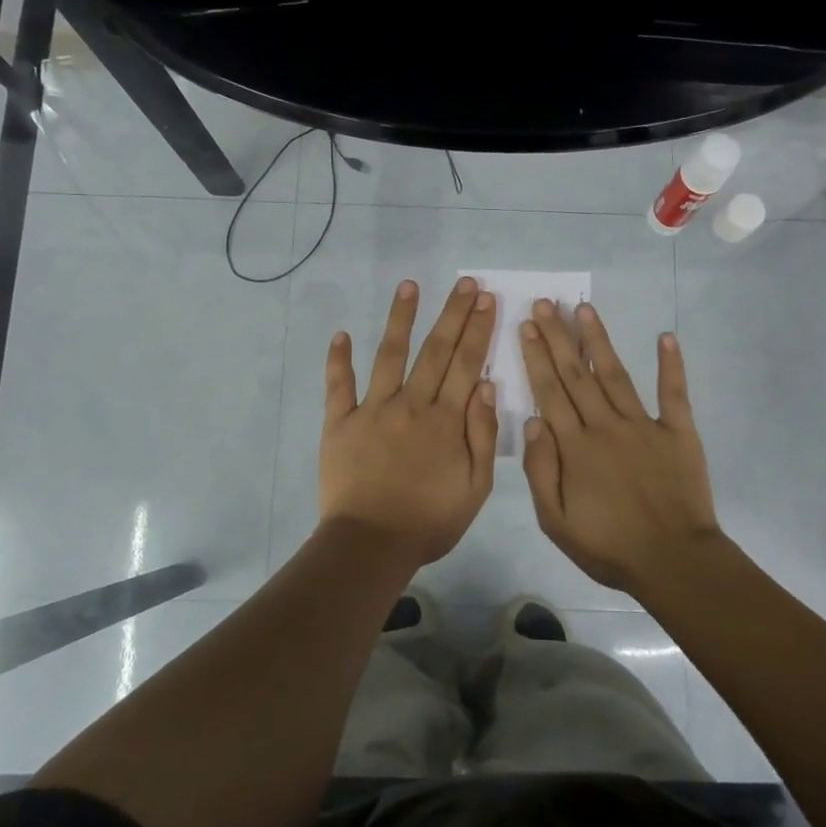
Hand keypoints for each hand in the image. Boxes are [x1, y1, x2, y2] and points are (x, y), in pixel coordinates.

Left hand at [320, 277, 499, 569]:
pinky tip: (341, 334)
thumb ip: (482, 434)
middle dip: (453, 314)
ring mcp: (372, 410)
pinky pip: (339, 386)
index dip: (478, 329)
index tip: (487, 300)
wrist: (371, 544)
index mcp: (446, 420)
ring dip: (400, 319)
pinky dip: (339, 360)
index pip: (466, 364)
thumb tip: (486, 385)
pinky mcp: (340, 423)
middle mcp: (411, 404)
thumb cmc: (429, 521)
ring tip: (409, 286)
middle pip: (435, 350)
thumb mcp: (475, 487)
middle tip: (465, 283)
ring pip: (390, 355)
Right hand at [520, 300, 720, 596]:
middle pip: (577, 375)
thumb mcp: (556, 521)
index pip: (550, 392)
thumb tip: (532, 422)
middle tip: (545, 304)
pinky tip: (666, 337)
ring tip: (584, 309)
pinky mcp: (678, 432)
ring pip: (615, 374)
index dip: (536, 357)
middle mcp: (606, 426)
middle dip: (558, 337)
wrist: (674, 561)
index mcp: (576, 447)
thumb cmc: (609, 547)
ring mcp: (645, 425)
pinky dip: (671, 365)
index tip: (526, 327)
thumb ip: (541, 470)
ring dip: (598, 340)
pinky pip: (674, 393)